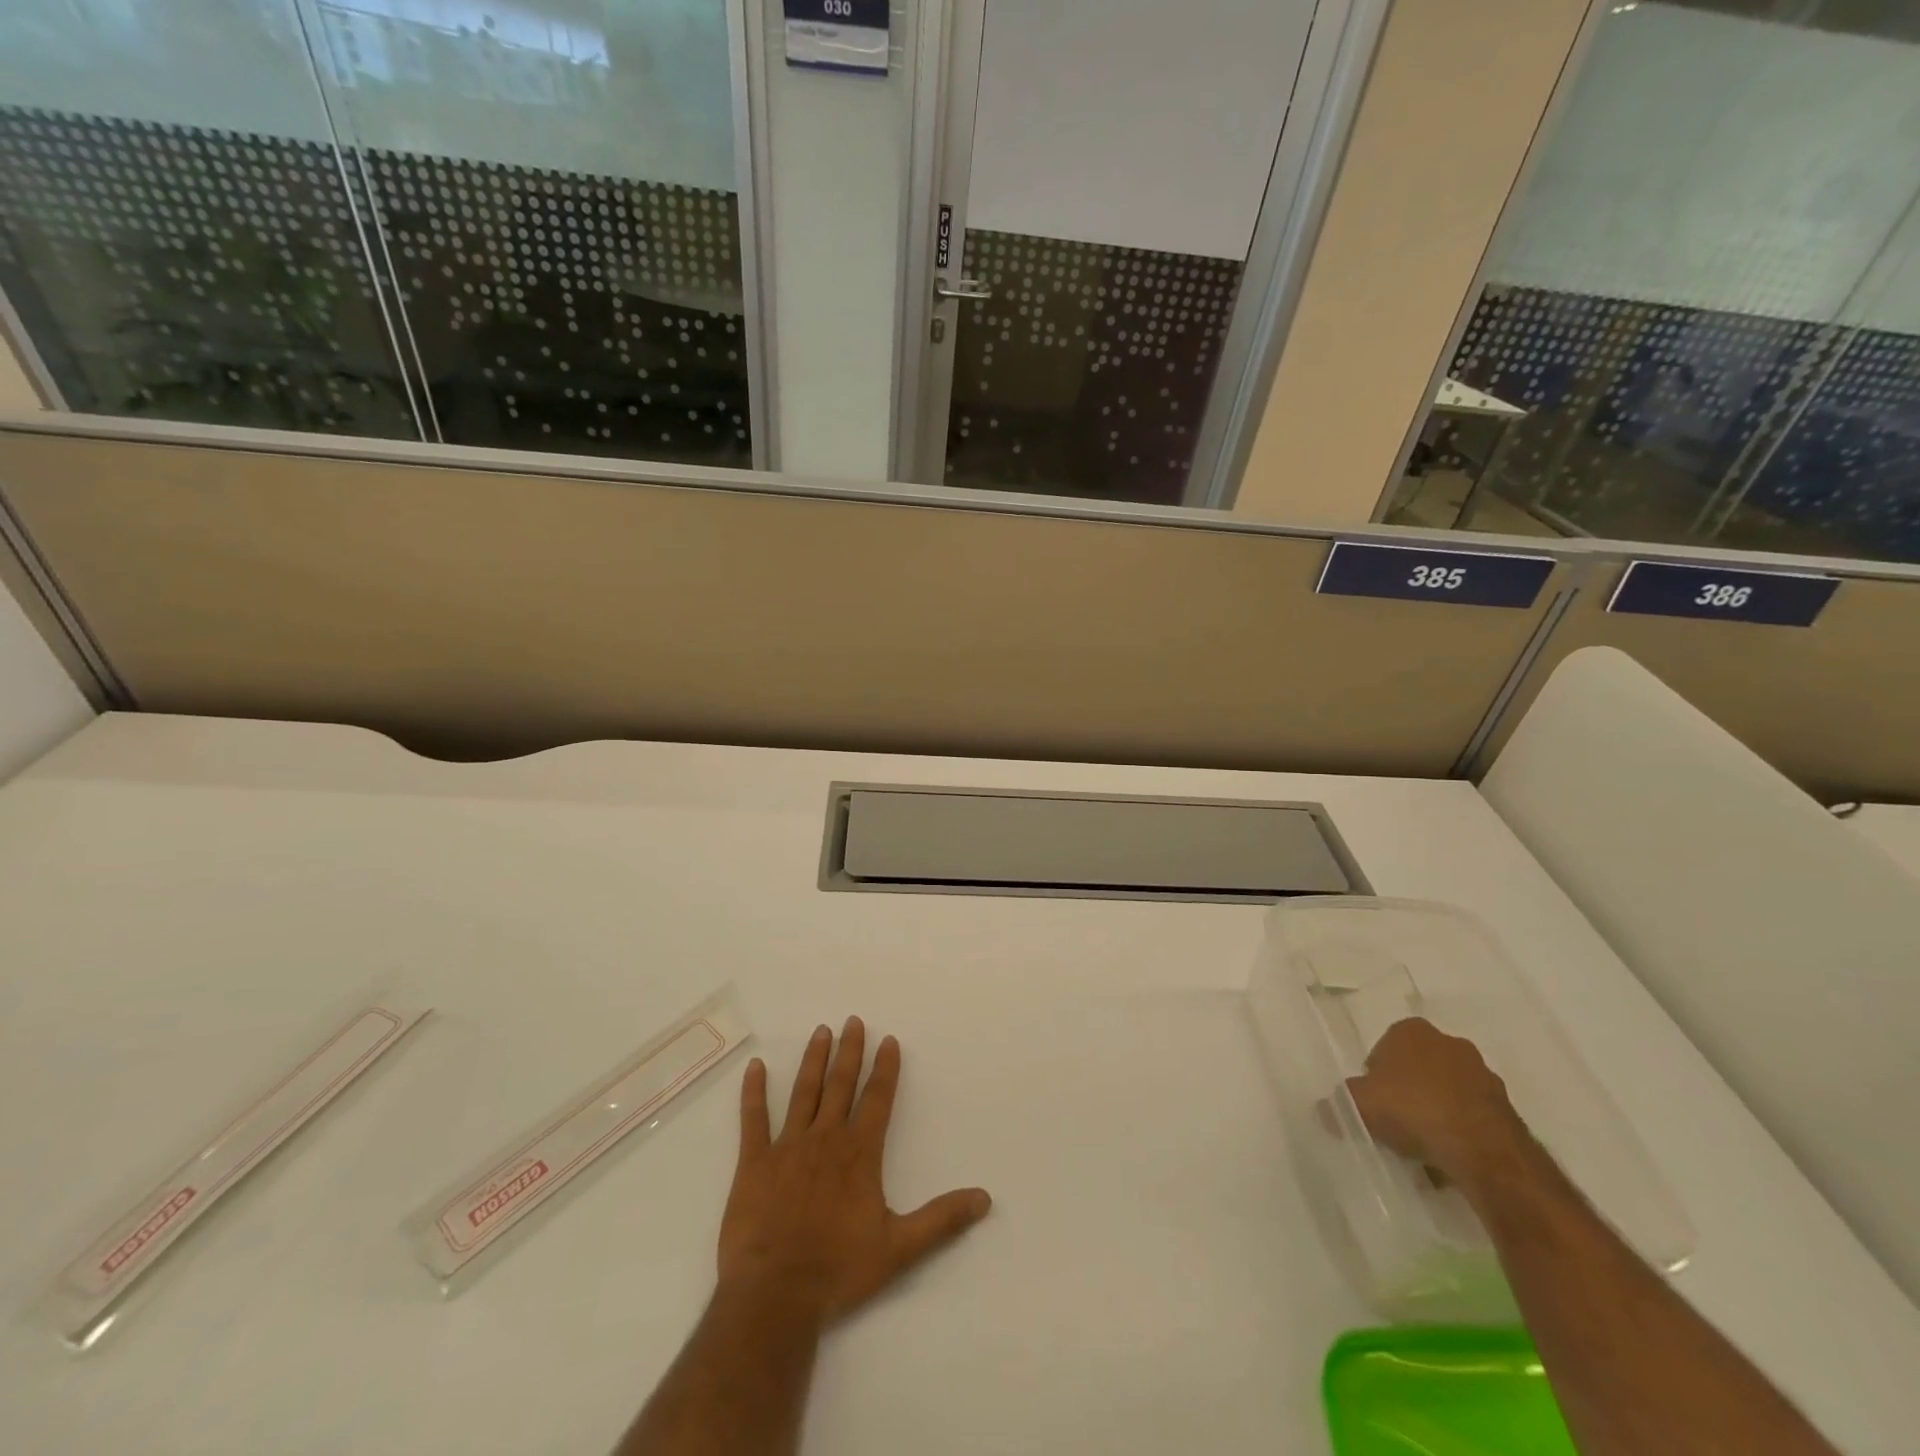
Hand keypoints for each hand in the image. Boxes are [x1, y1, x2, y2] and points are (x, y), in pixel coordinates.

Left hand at [718, 1017, 991, 1325]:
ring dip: (814, 1060)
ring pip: (803, 1092)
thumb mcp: (899, 1248)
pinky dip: (754, 1091)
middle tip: (853, 1020)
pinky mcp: (754, 1162)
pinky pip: (754, 1119)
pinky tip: (755, 1066)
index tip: (888, 1040)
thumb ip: (942, 1220)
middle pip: (841, 1084)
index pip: (877, 1099)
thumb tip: (985, 1199)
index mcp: (859, 1153)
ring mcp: (787, 1146)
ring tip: (821, 1031)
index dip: (885, 1068)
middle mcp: (825, 1139)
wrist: (776, 1294)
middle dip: (849, 1051)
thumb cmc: (839, 1269)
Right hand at [1345, 1017, 1527, 1185]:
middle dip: (1408, 1092)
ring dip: (1436, 1112)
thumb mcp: (1358, 1105)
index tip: (1374, 1104)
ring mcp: (1482, 1074)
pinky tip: (1449, 1157)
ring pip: (1447, 1092)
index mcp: (1411, 1030)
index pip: (1384, 1049)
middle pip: (1418, 1068)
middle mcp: (1449, 1042)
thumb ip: (1339, 1102)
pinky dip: (1461, 1131)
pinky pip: (1472, 1116)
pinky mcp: (1507, 1107)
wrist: (1482, 1150)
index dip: (1375, 1077)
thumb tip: (1325, 1109)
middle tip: (1396, 1123)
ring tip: (1423, 1147)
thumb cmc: (1412, 1110)